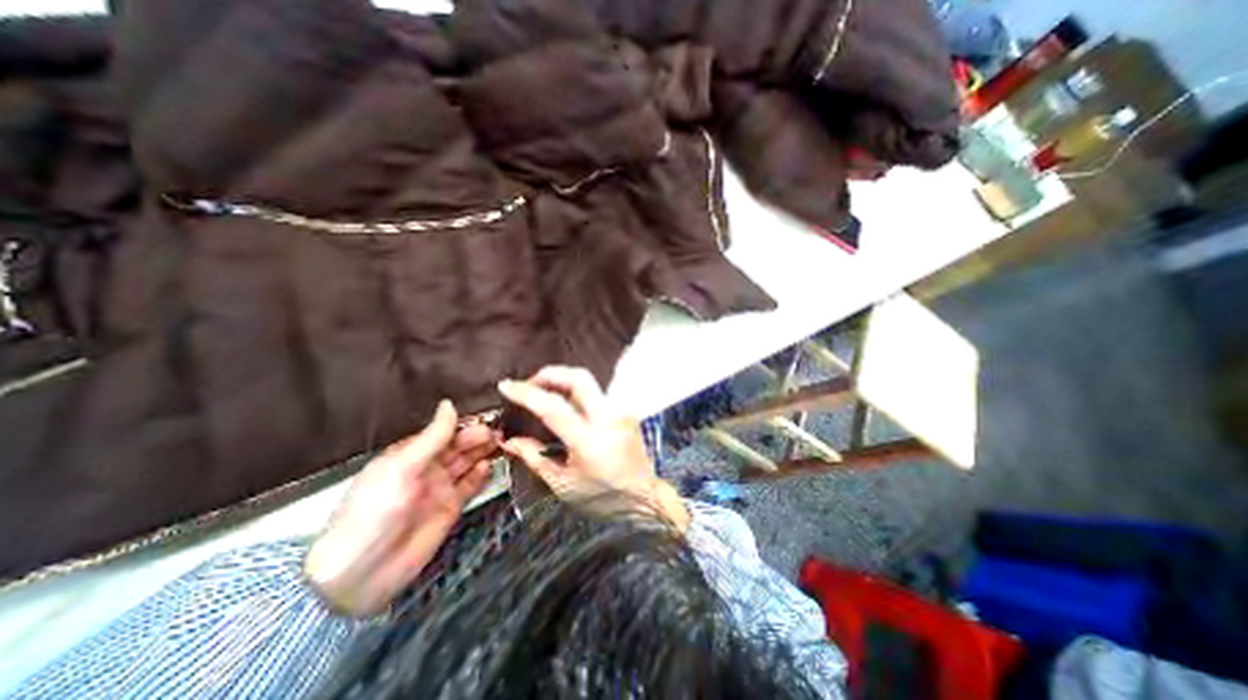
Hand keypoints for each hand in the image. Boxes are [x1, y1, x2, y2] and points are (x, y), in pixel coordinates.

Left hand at [304, 399, 494, 616]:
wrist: (360, 575)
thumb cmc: (375, 512)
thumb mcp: (402, 468)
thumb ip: (432, 437)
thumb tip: (449, 404)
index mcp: (410, 455)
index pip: (442, 432)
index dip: (464, 425)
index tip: (486, 418)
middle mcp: (427, 468)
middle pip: (458, 446)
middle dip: (477, 437)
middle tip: (498, 432)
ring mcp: (440, 489)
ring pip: (467, 463)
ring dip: (483, 453)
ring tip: (501, 443)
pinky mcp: (450, 509)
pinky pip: (470, 486)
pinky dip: (480, 476)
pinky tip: (488, 466)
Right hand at [499, 367, 690, 529]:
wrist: (645, 497)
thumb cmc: (602, 497)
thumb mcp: (563, 485)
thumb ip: (534, 457)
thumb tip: (509, 440)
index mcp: (589, 440)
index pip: (553, 407)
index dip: (526, 393)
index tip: (506, 386)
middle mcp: (608, 417)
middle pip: (578, 377)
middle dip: (549, 374)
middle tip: (529, 385)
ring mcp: (620, 411)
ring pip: (588, 382)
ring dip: (562, 381)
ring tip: (543, 393)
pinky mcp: (626, 410)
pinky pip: (596, 393)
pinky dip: (576, 392)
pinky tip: (565, 404)